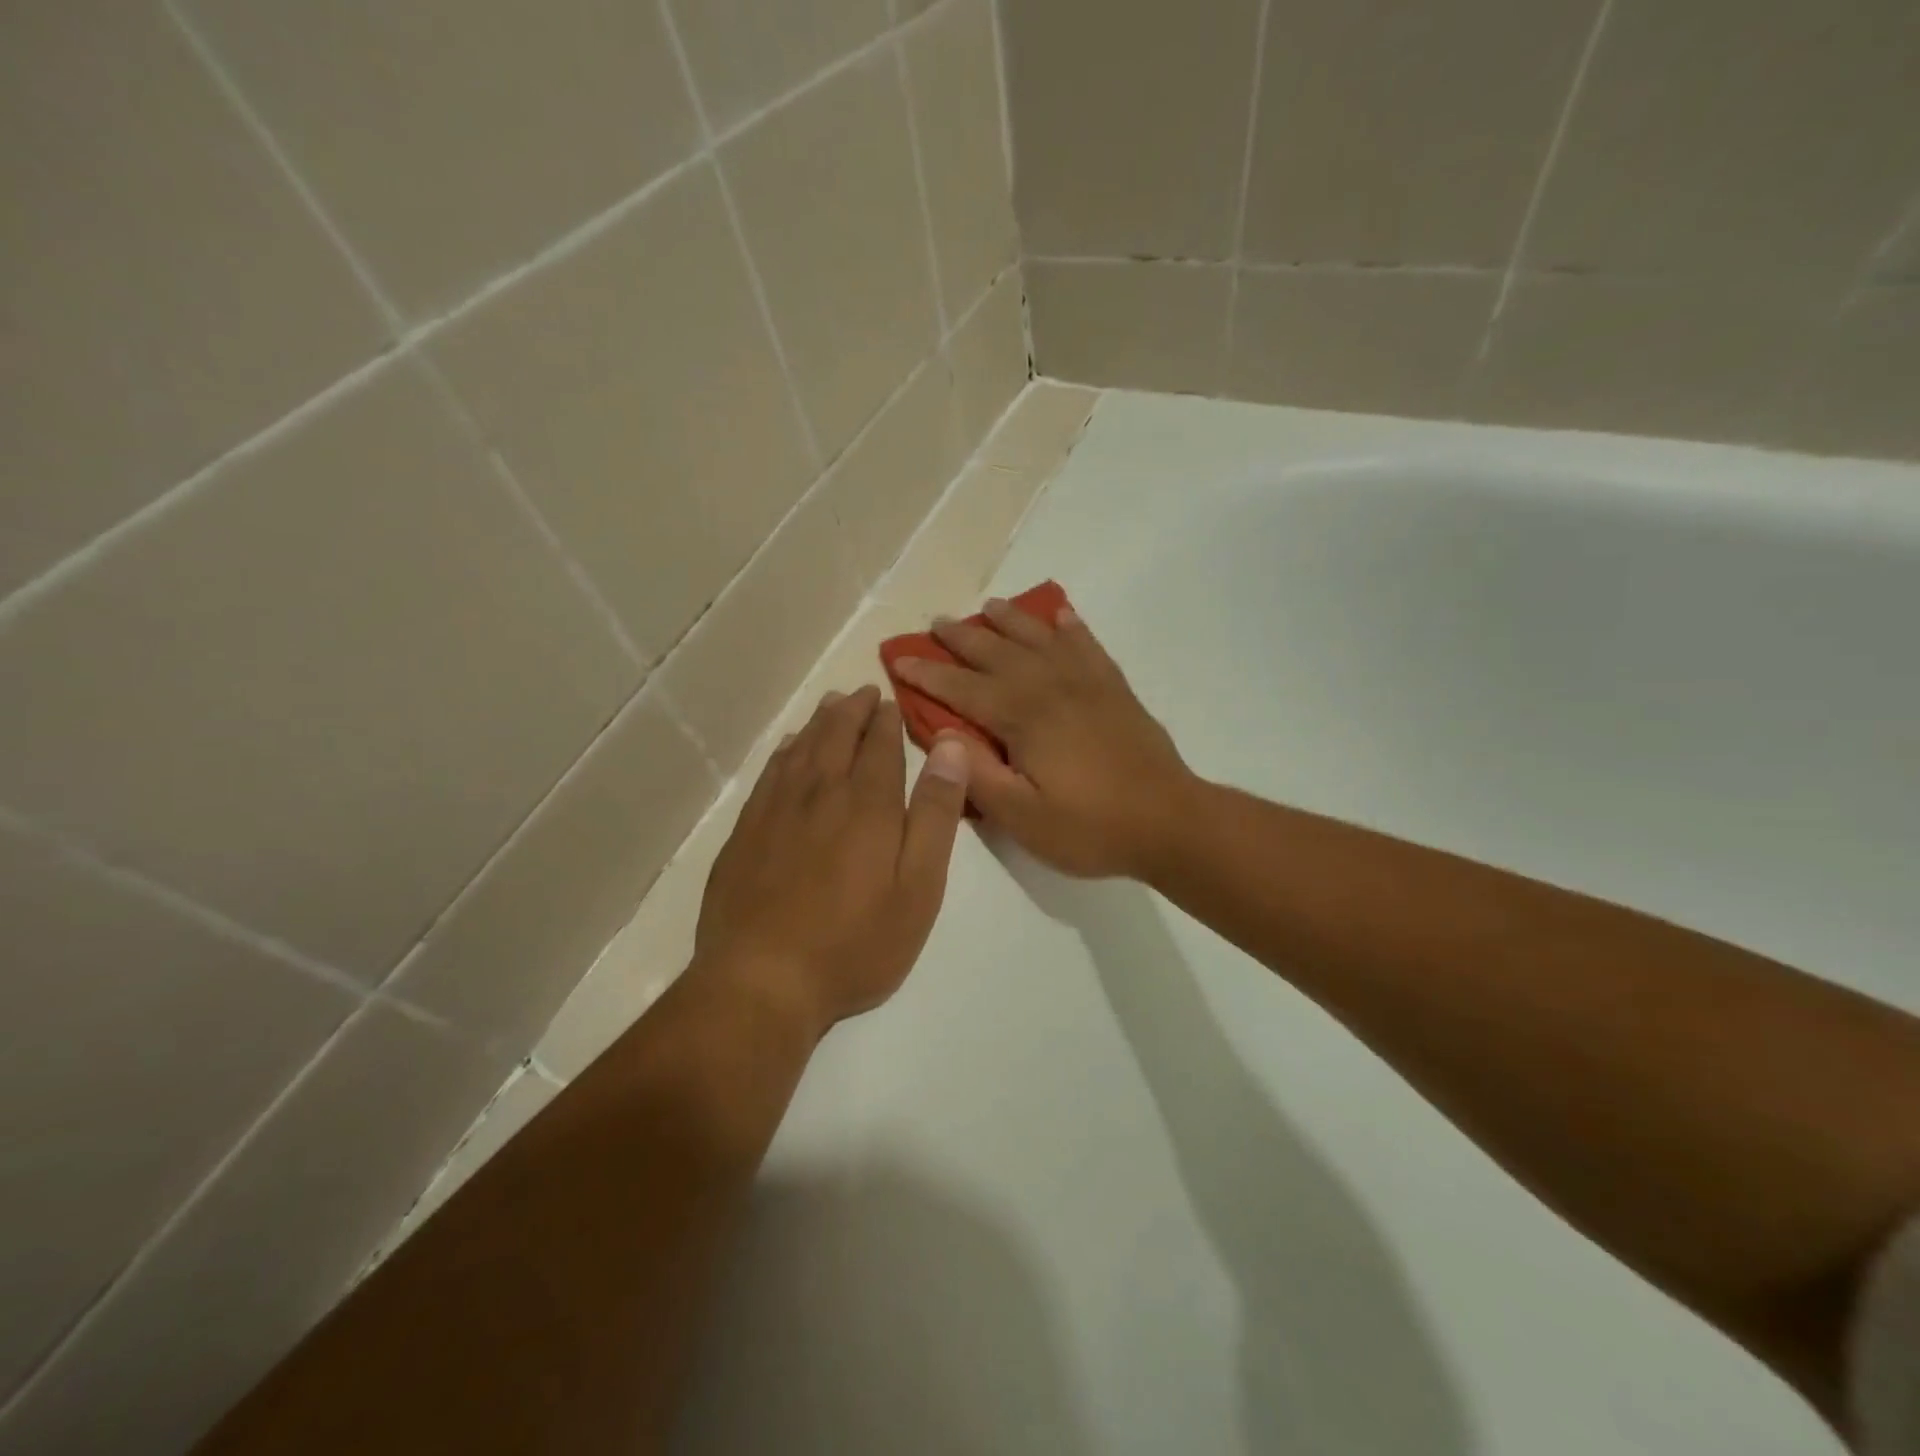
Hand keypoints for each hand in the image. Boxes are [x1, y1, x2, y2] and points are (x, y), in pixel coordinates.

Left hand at [692, 686, 970, 1035]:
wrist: (761, 980)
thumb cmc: (854, 943)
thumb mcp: (918, 887)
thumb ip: (935, 815)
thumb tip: (951, 748)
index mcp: (866, 804)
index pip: (879, 746)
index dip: (886, 720)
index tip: (890, 700)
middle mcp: (819, 793)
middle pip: (836, 736)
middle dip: (852, 711)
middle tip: (862, 692)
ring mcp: (775, 811)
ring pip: (801, 749)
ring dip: (819, 722)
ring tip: (831, 704)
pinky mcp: (746, 832)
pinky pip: (770, 773)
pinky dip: (784, 751)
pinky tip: (789, 747)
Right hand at [890, 599, 1193, 878]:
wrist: (1170, 822)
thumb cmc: (1090, 827)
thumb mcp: (1022, 817)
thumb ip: (977, 774)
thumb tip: (943, 733)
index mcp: (1023, 717)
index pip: (963, 688)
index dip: (928, 673)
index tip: (899, 657)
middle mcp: (1051, 687)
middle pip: (997, 653)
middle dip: (962, 638)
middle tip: (937, 623)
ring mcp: (1087, 683)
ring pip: (1040, 639)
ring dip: (1011, 621)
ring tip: (990, 606)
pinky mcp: (1115, 689)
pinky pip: (1087, 646)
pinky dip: (1071, 628)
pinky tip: (1062, 616)